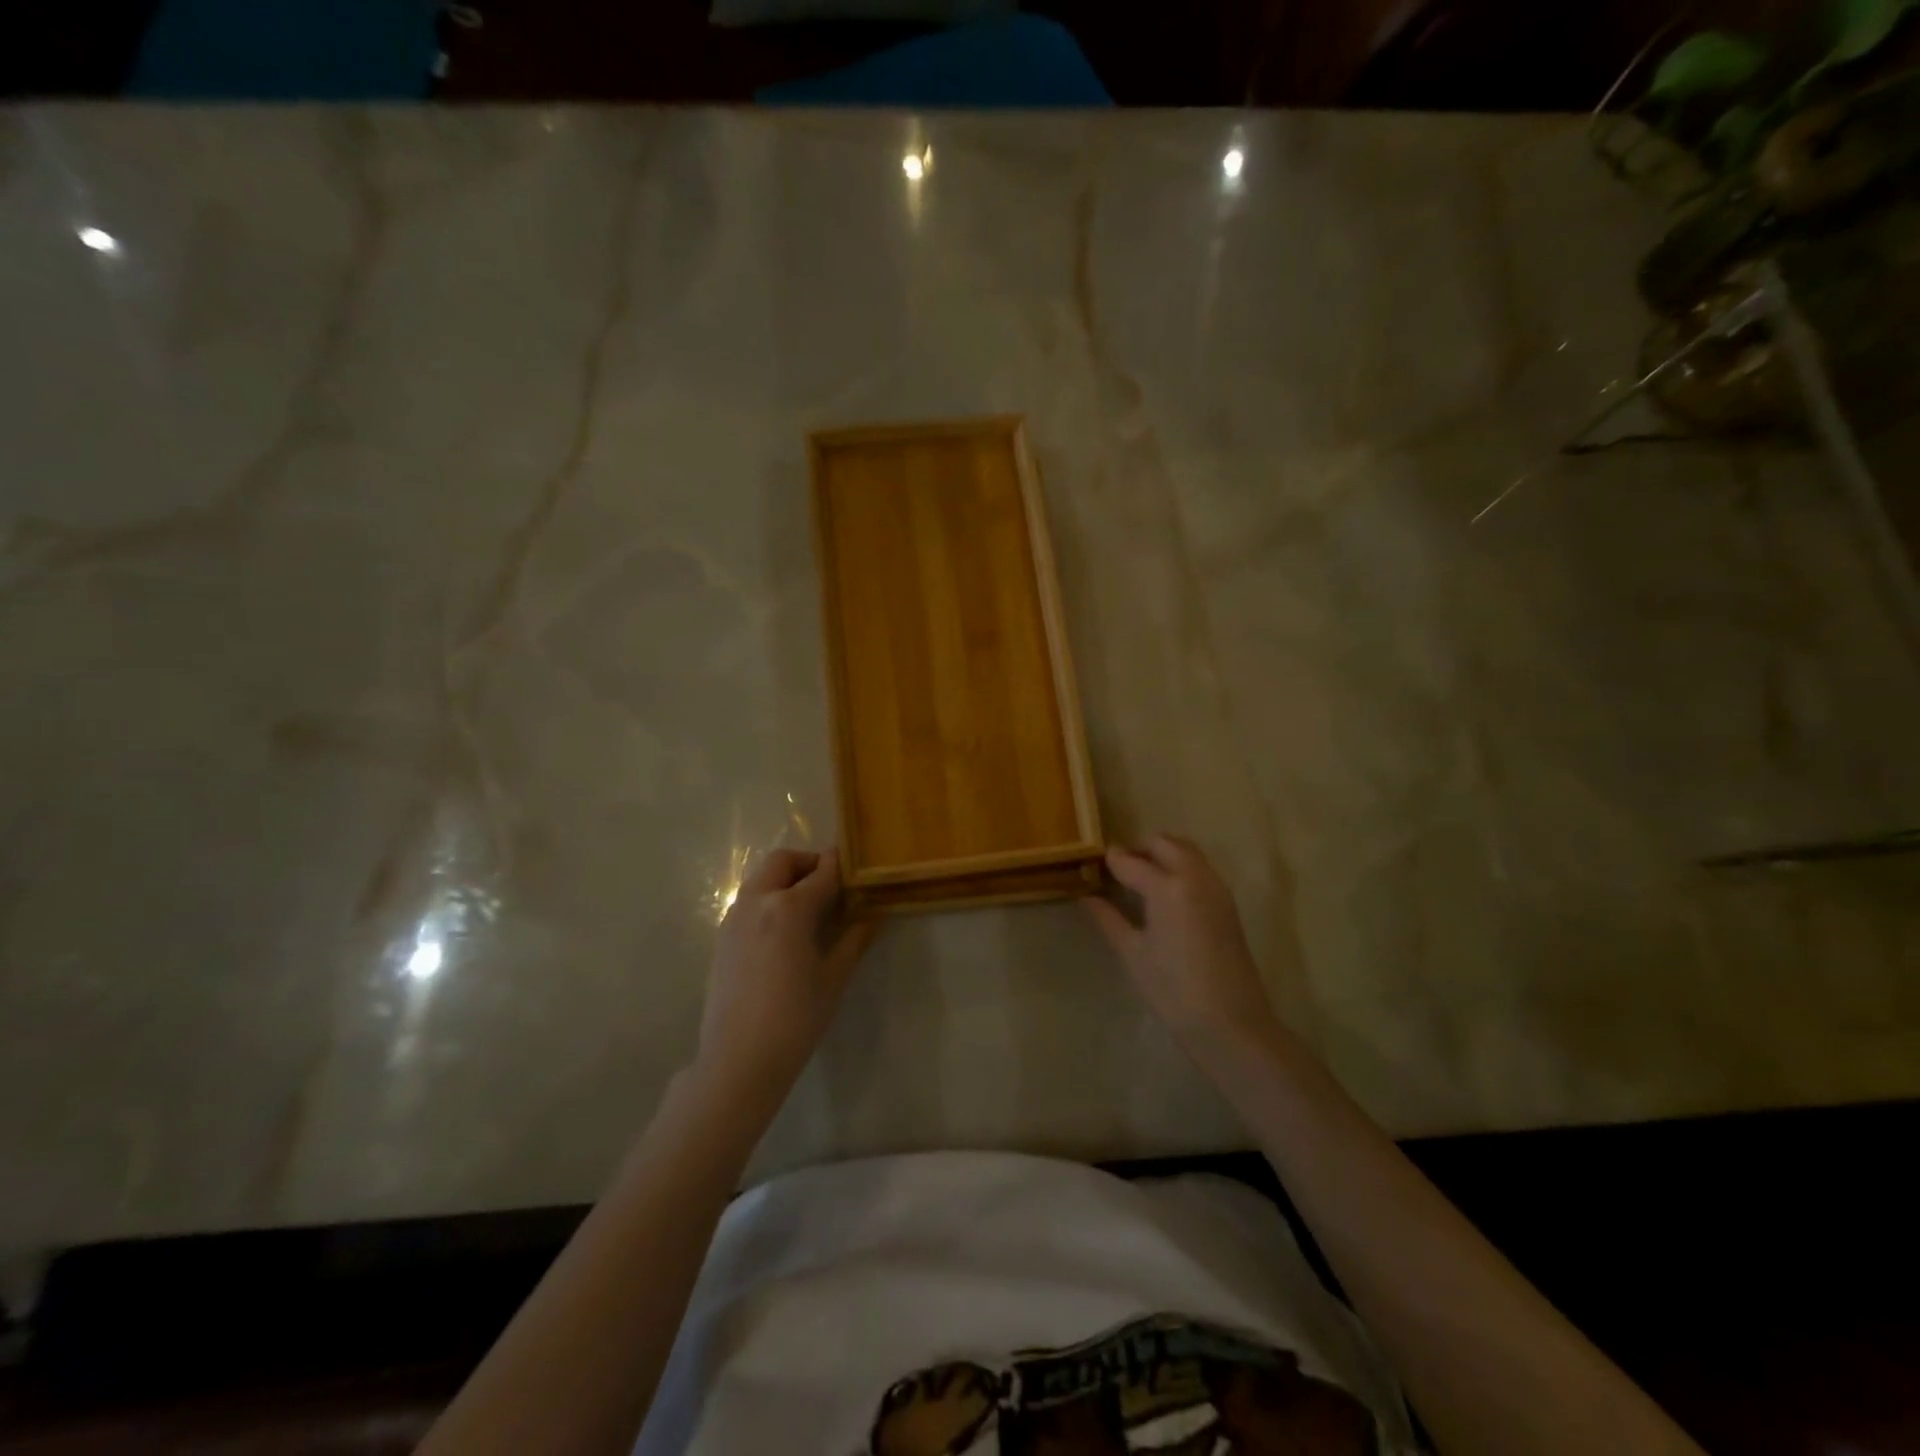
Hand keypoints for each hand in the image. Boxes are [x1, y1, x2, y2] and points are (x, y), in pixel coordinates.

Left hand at [698, 847, 873, 1102]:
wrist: (739, 1060)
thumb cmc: (796, 1018)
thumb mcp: (834, 977)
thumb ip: (855, 938)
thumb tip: (876, 913)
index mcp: (788, 907)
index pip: (822, 871)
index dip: (843, 865)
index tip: (859, 867)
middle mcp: (757, 901)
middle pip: (783, 861)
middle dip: (809, 863)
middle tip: (833, 884)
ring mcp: (734, 918)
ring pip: (762, 878)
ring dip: (787, 879)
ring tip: (811, 908)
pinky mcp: (722, 937)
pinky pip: (749, 901)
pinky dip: (770, 899)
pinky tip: (786, 932)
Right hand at [1085, 833, 1282, 1056]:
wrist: (1230, 1023)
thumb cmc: (1172, 990)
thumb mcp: (1132, 953)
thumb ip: (1109, 918)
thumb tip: (1088, 897)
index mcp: (1167, 886)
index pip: (1131, 861)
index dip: (1110, 861)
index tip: (1093, 864)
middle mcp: (1195, 877)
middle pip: (1164, 843)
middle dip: (1139, 849)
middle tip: (1118, 869)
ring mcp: (1216, 888)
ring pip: (1187, 851)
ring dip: (1163, 854)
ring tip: (1140, 879)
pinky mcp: (1228, 903)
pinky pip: (1201, 869)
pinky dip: (1181, 867)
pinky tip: (1165, 894)